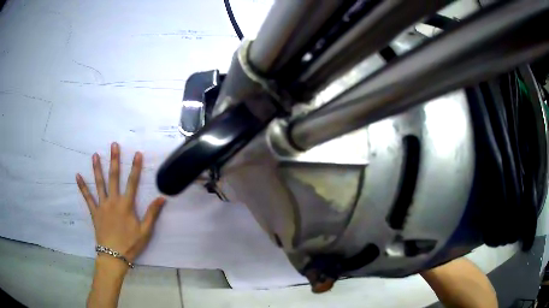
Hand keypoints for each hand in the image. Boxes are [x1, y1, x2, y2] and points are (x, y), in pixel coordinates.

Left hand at [76, 142, 165, 263]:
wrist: (113, 256)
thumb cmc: (130, 244)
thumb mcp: (145, 231)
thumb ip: (152, 214)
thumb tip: (162, 198)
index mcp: (126, 205)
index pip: (132, 182)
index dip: (135, 167)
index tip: (137, 153)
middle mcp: (113, 201)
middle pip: (114, 177)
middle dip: (114, 160)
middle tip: (114, 145)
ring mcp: (102, 205)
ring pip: (99, 183)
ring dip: (97, 168)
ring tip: (95, 155)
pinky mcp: (94, 212)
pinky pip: (87, 197)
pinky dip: (82, 186)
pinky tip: (77, 176)